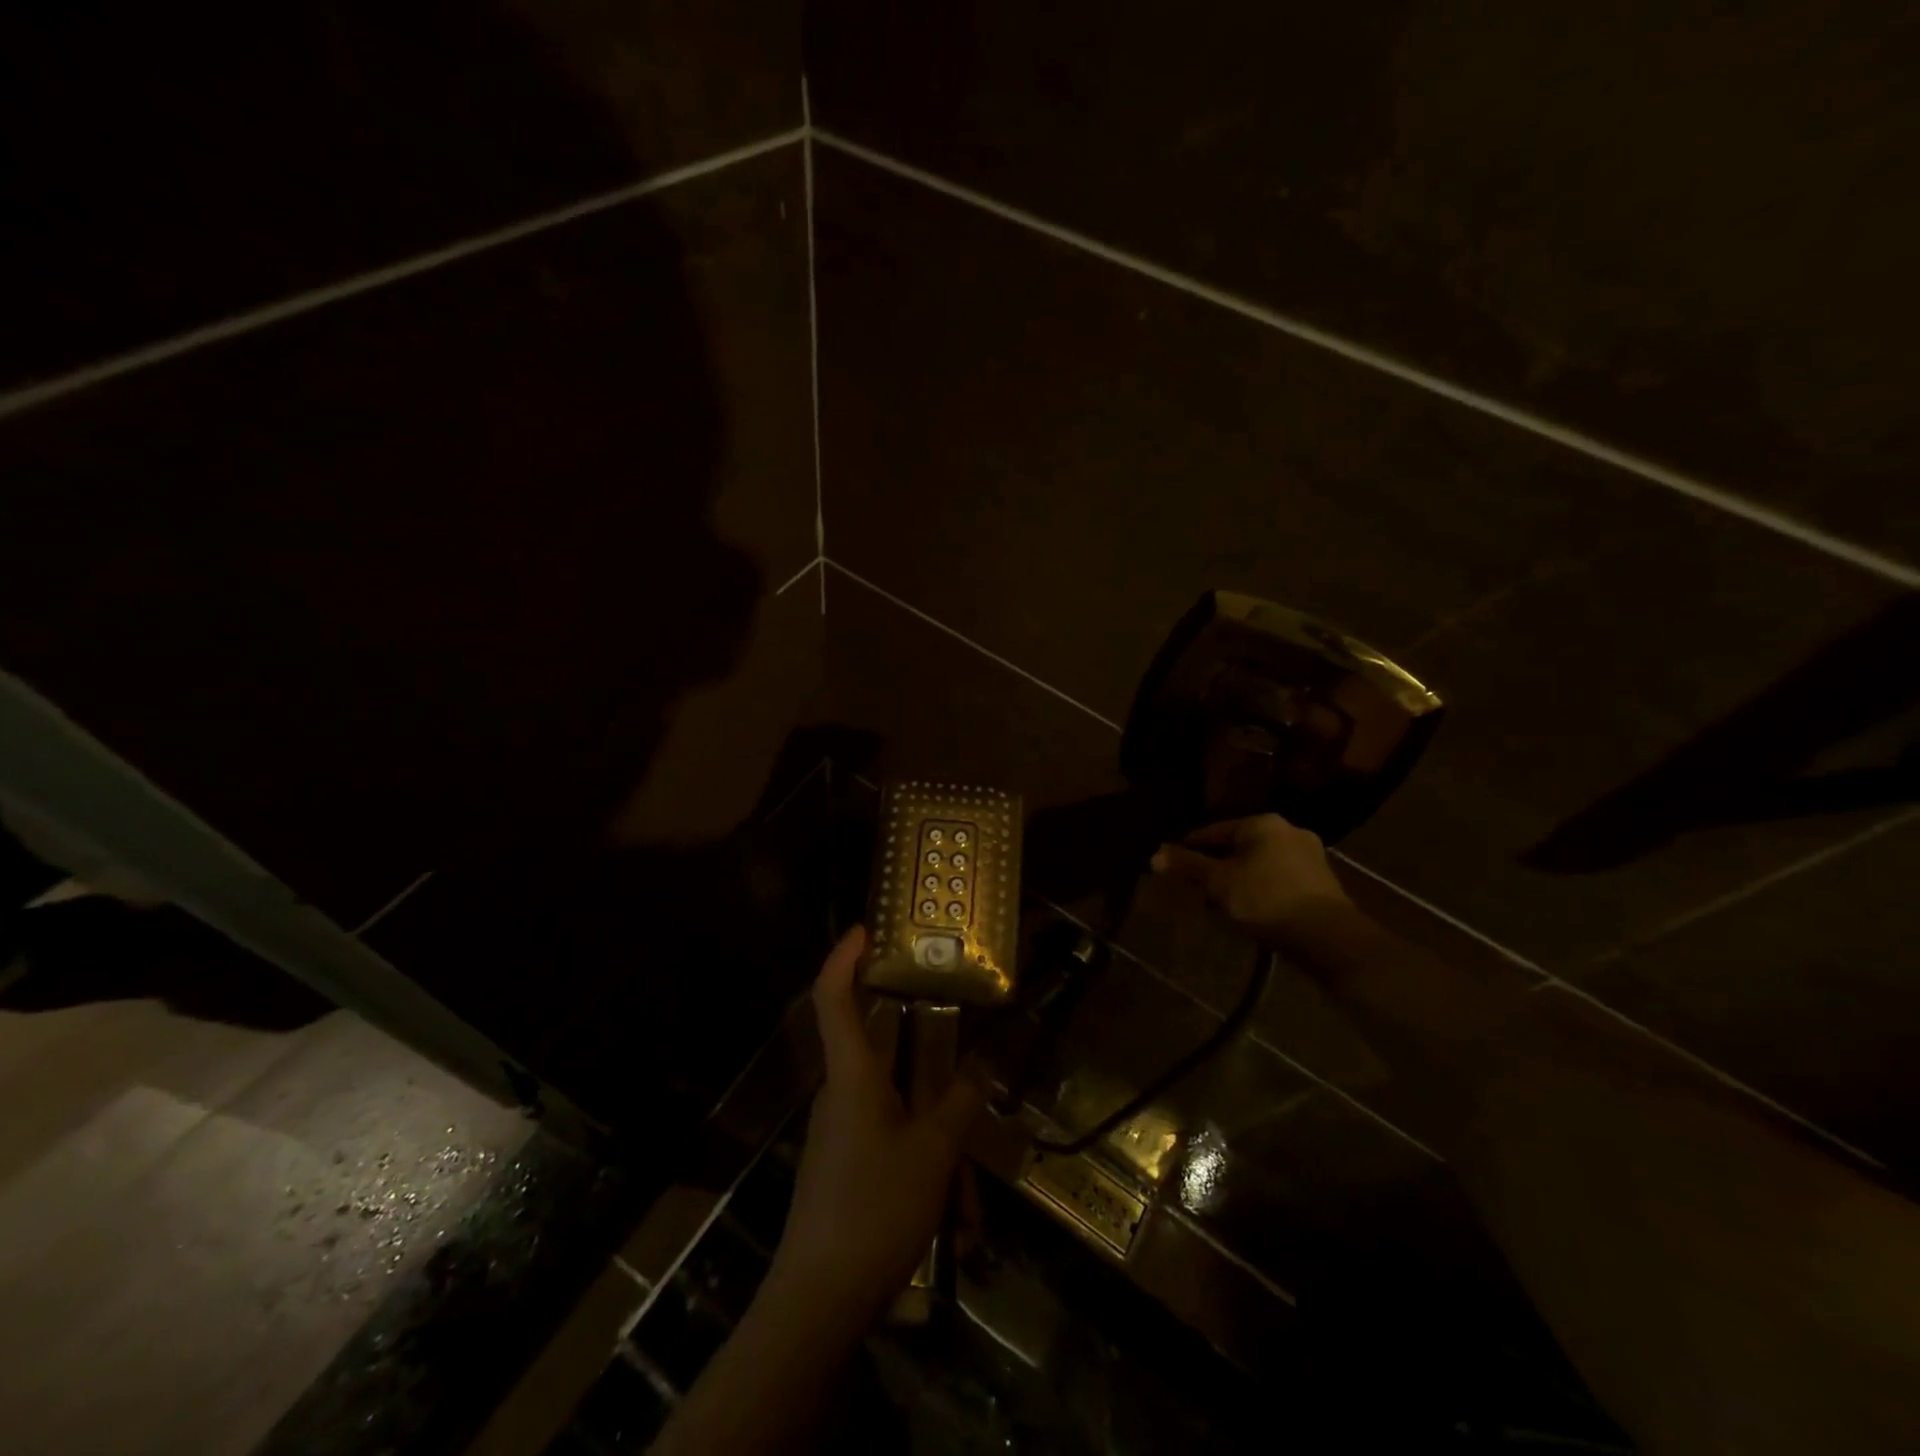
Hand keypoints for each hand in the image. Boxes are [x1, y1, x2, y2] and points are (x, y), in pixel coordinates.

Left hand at [767, 925, 982, 1326]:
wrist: (817, 1301)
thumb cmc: (874, 1209)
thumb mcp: (933, 1154)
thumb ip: (958, 1105)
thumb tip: (977, 1071)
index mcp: (852, 1075)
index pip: (833, 998)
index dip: (844, 957)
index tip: (866, 928)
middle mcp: (840, 1092)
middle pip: (873, 1045)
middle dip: (916, 1040)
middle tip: (955, 1023)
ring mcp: (839, 1130)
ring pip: (891, 1102)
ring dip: (930, 1122)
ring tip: (970, 1176)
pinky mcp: (844, 1162)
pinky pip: (888, 1136)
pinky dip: (921, 1154)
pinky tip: (954, 1208)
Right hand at [1150, 813, 1351, 948]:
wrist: (1328, 936)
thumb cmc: (1266, 899)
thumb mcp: (1218, 883)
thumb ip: (1187, 866)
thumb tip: (1154, 855)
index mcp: (1262, 823)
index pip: (1214, 830)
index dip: (1189, 847)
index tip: (1173, 864)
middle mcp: (1288, 830)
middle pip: (1239, 846)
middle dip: (1217, 865)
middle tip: (1197, 887)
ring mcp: (1310, 855)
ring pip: (1260, 862)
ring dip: (1239, 878)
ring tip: (1222, 902)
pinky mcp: (1322, 881)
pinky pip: (1279, 878)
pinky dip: (1261, 888)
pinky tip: (1251, 908)